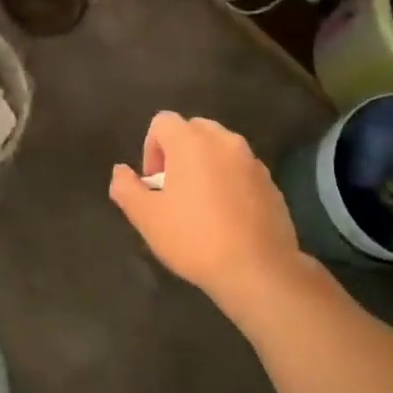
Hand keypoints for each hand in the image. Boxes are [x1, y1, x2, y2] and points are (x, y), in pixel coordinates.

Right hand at [109, 112, 305, 306]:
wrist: (258, 271)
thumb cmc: (194, 239)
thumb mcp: (146, 217)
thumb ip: (126, 188)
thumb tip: (121, 172)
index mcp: (191, 142)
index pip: (162, 121)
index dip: (150, 148)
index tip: (153, 183)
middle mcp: (224, 142)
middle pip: (193, 130)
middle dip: (178, 152)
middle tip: (173, 190)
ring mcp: (252, 162)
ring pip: (220, 149)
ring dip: (205, 166)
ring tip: (200, 205)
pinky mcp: (271, 183)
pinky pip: (241, 170)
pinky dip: (229, 182)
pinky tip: (226, 218)